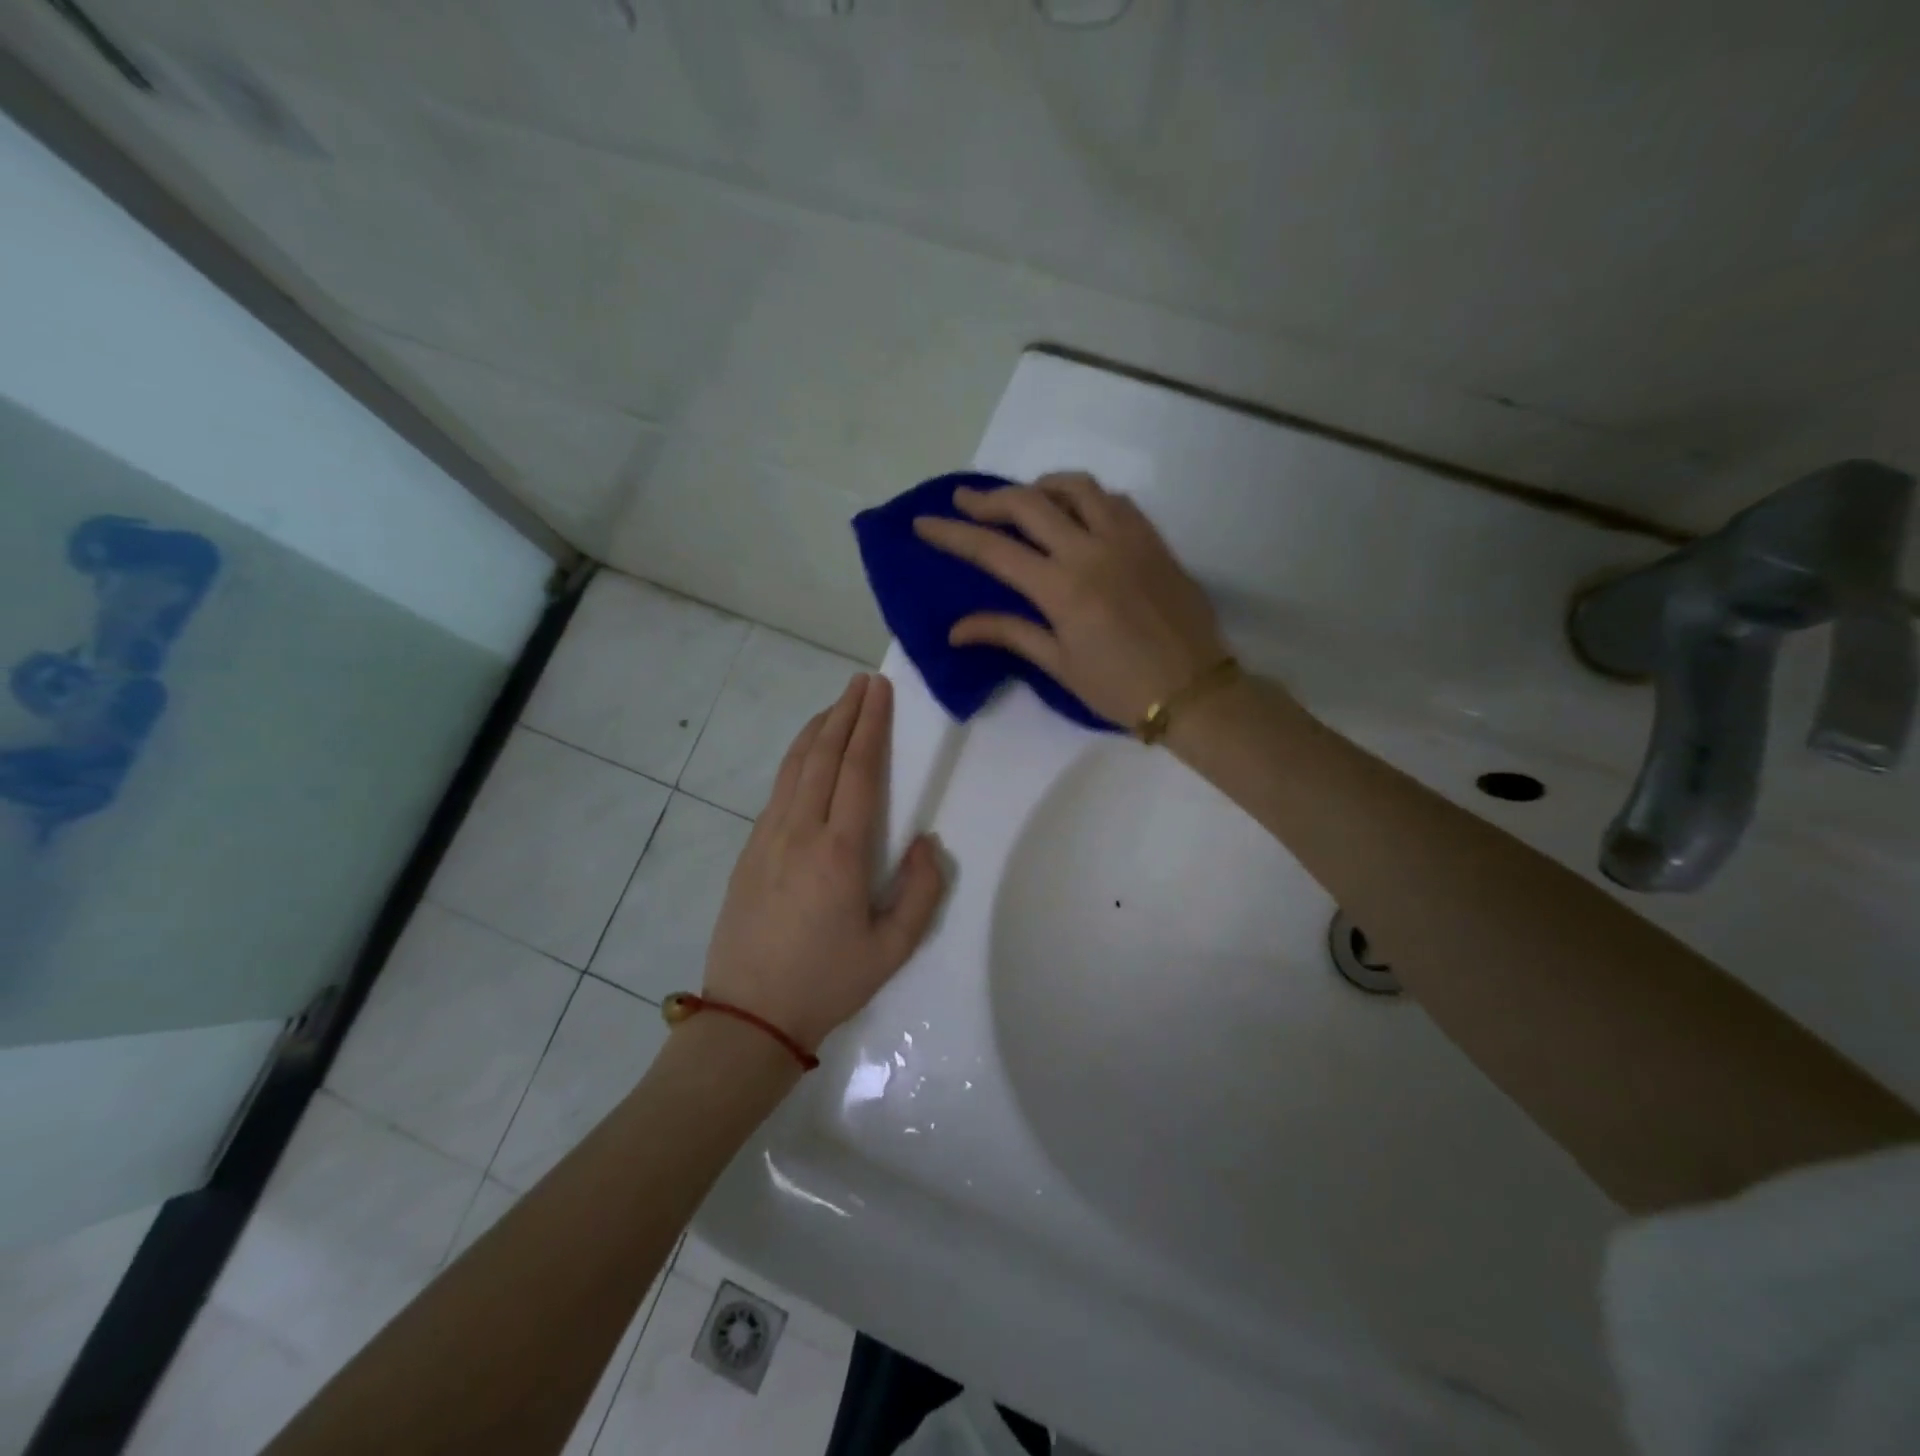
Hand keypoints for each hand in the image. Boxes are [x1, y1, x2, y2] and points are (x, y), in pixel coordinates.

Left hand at [702, 673, 946, 1053]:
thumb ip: (920, 892)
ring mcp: (767, 838)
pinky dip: (796, 759)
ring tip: (835, 706)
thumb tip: (926, 842)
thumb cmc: (827, 982)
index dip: (870, 725)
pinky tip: (806, 755)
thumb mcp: (892, 950)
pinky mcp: (749, 850)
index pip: (857, 770)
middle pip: (823, 755)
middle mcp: (800, 831)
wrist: (748, 1016)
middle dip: (844, 712)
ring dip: (817, 730)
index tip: (878, 691)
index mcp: (840, 852)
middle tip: (862, 682)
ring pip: (794, 767)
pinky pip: (777, 790)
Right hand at [912, 472, 1227, 726]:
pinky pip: (1113, 500)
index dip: (953, 534)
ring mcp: (1127, 538)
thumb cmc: (1120, 689)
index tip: (924, 523)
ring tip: (1022, 501)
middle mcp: (1091, 550)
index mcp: (1062, 588)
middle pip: (1029, 504)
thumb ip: (1009, 634)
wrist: (1195, 691)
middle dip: (989, 499)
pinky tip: (1075, 513)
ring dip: (1040, 487)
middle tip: (965, 502)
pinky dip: (1084, 497)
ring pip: (1076, 488)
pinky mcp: (1152, 539)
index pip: (994, 550)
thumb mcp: (1060, 666)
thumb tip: (957, 629)